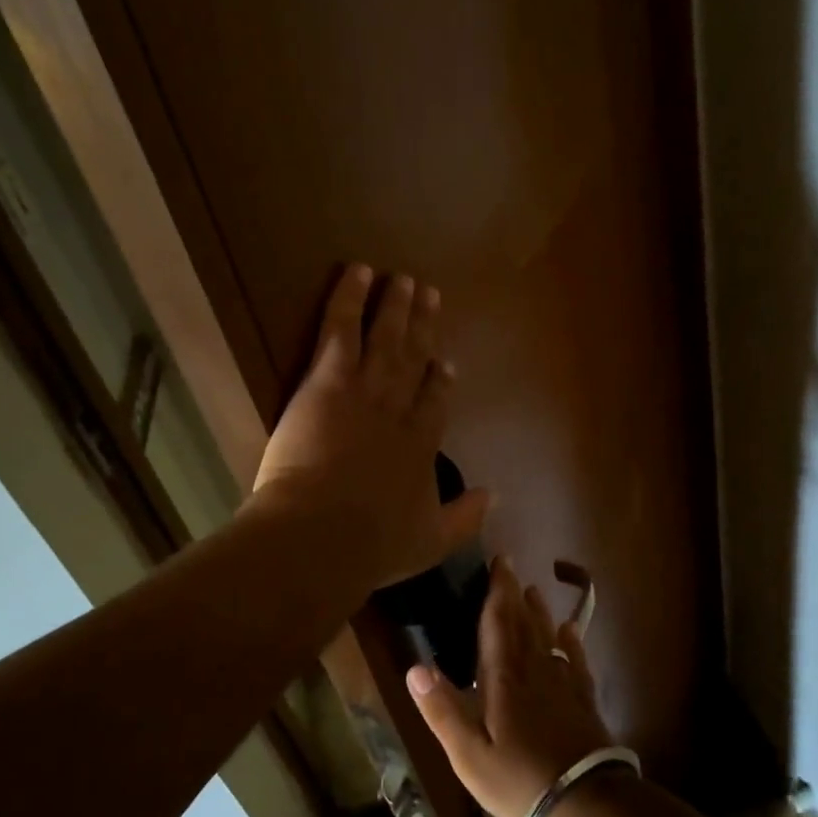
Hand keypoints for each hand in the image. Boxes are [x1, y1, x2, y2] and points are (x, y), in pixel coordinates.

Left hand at [252, 265, 489, 589]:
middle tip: (431, 297)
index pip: (435, 402)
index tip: (444, 363)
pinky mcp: (329, 380)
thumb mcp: (431, 542)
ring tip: (404, 278)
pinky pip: (341, 329)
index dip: (440, 380)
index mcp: (422, 445)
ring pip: (386, 338)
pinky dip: (350, 298)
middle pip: (415, 359)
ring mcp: (366, 390)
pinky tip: (358, 272)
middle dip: (425, 327)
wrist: (322, 534)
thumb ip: (465, 518)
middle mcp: (400, 409)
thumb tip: (495, 496)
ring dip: (396, 306)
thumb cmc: (374, 544)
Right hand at [406, 557, 614, 816]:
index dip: (497, 591)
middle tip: (511, 567)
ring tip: (535, 591)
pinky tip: (571, 631)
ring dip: (540, 612)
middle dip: (515, 594)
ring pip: (549, 637)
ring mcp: (563, 685)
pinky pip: (576, 660)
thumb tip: (415, 668)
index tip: (499, 562)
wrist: (585, 804)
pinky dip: (571, 641)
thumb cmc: (518, 781)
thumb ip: (443, 711)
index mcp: (504, 680)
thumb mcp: (469, 755)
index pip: (498, 624)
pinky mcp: (583, 701)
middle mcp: (535, 671)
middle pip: (524, 623)